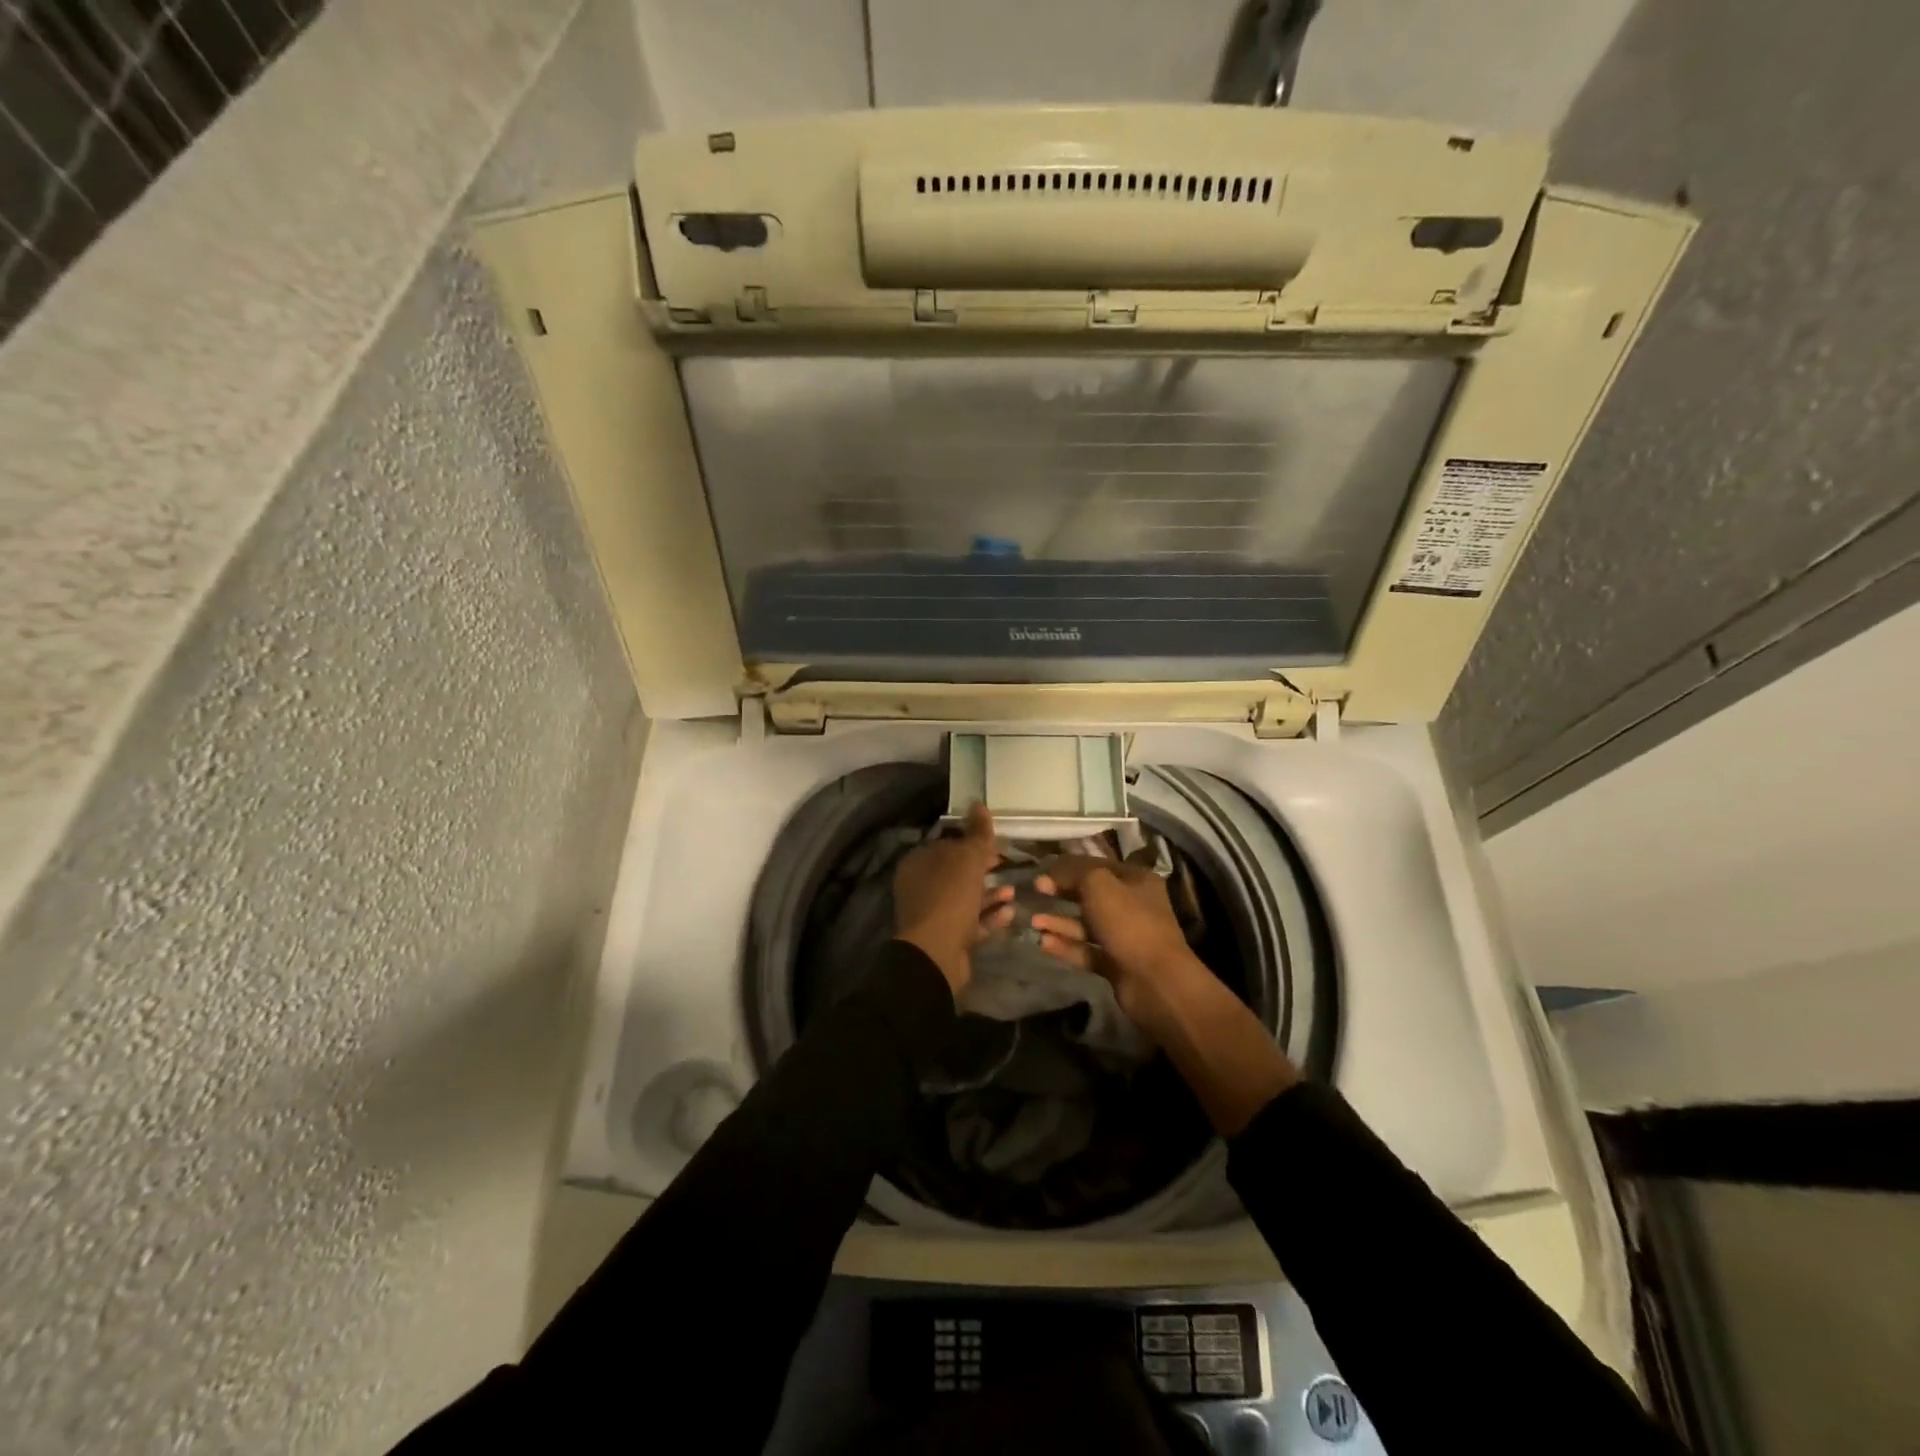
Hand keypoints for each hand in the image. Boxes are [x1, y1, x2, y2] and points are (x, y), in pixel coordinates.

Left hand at [893, 804, 1013, 994]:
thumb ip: (977, 833)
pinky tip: (1011, 912)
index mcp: (919, 863)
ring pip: (965, 899)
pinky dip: (990, 916)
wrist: (937, 953)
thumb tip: (978, 803)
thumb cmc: (950, 896)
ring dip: (991, 894)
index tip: (997, 845)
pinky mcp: (947, 938)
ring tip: (1014, 891)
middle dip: (984, 870)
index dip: (972, 843)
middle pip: (957, 873)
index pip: (947, 845)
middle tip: (1009, 867)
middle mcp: (921, 887)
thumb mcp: (968, 858)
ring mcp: (933, 915)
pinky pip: (972, 923)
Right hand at [1035, 854, 1298, 1132]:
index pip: (1097, 865)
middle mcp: (1132, 905)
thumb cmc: (1129, 922)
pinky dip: (1067, 946)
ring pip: (1086, 924)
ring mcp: (1125, 936)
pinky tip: (1043, 943)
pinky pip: (1087, 950)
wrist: (1155, 981)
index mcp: (1135, 880)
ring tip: (1033, 921)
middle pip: (1090, 894)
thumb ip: (1074, 873)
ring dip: (1060, 921)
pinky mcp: (1116, 964)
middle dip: (1062, 893)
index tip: (1041, 873)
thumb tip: (1052, 873)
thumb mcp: (1098, 885)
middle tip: (1035, 892)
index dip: (1068, 867)